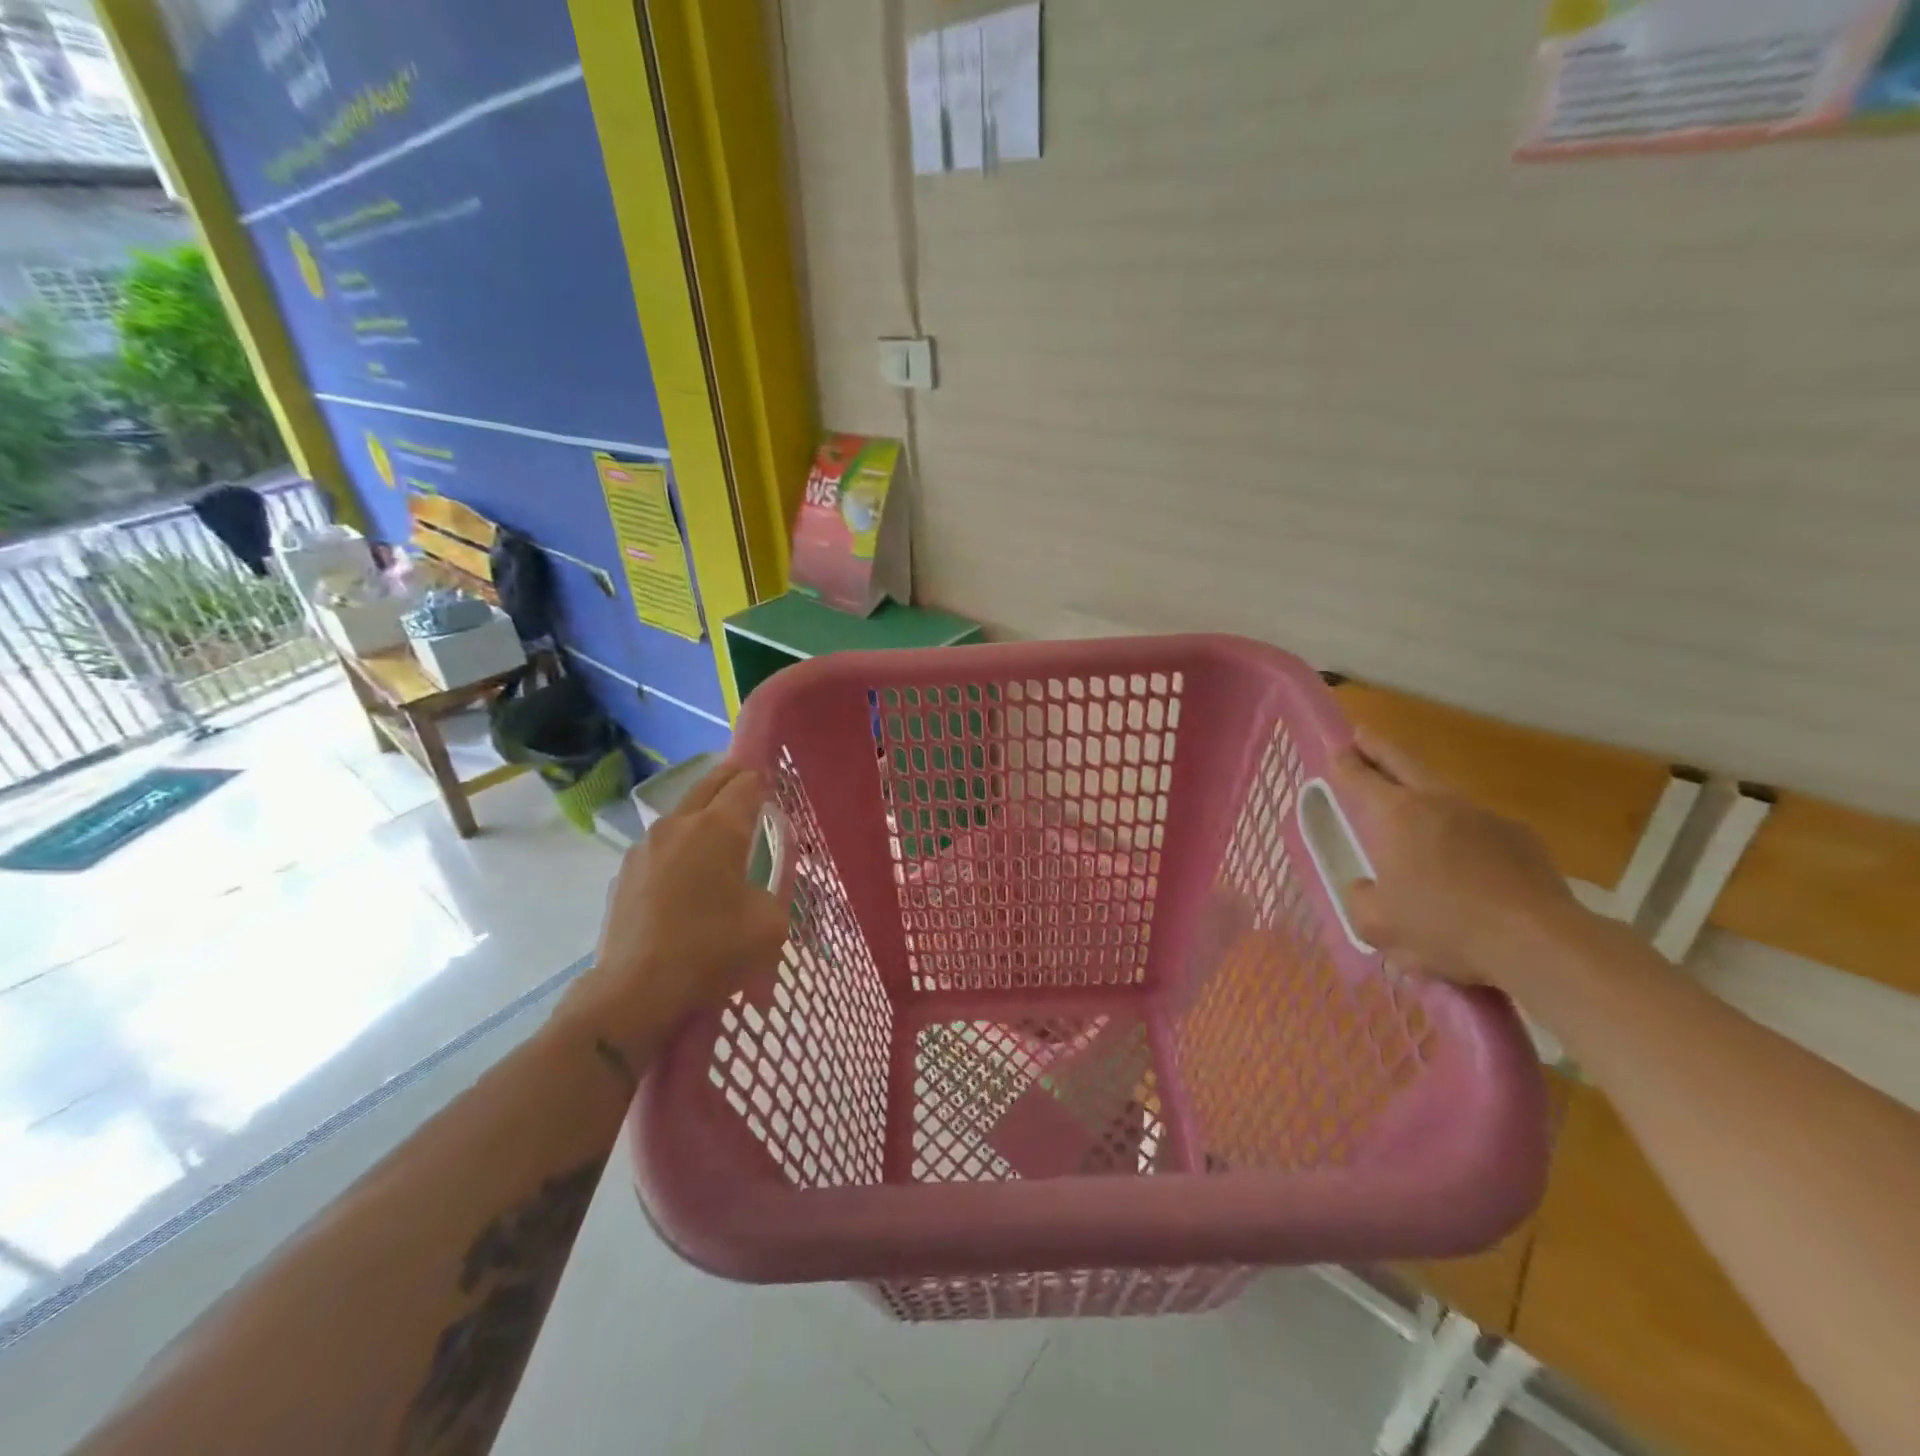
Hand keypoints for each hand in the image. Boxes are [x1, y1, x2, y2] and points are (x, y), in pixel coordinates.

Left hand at [566, 765, 790, 1056]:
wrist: (635, 991)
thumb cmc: (711, 951)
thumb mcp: (770, 924)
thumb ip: (776, 889)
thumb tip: (762, 882)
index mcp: (718, 828)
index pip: (746, 784)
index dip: (764, 781)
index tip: (776, 786)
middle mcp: (679, 824)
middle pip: (710, 784)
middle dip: (733, 780)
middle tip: (752, 790)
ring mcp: (645, 846)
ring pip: (682, 812)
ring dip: (704, 813)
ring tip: (721, 836)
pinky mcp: (625, 871)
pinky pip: (662, 844)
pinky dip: (681, 845)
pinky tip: (688, 874)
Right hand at [1331, 729, 1580, 988]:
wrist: (1538, 941)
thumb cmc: (1444, 926)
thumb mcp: (1378, 925)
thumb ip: (1360, 900)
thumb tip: (1366, 889)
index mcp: (1396, 815)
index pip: (1361, 777)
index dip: (1344, 762)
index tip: (1336, 748)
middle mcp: (1438, 803)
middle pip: (1403, 763)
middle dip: (1379, 749)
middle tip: (1364, 737)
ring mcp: (1484, 816)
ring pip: (1444, 794)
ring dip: (1424, 794)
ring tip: (1415, 812)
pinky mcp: (1522, 838)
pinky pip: (1480, 828)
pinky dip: (1465, 836)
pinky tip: (1468, 865)